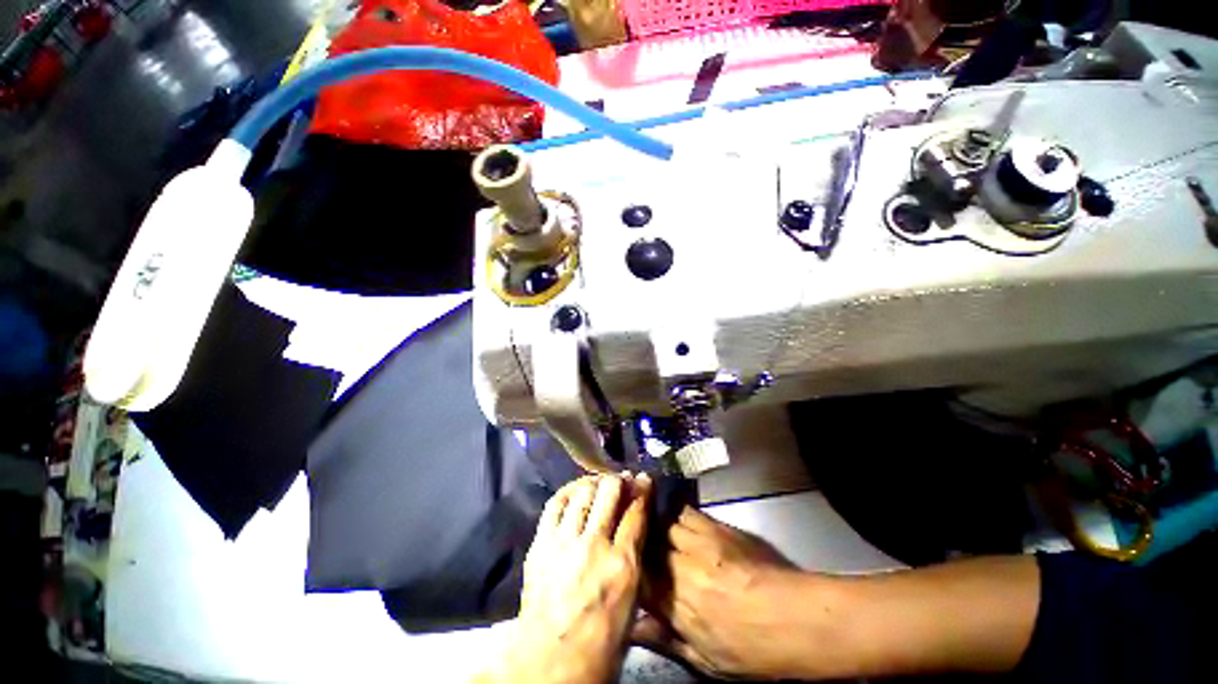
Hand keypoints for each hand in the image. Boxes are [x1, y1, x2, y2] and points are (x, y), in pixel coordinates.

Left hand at [489, 473, 651, 683]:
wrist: (549, 665)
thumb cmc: (600, 642)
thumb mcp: (631, 603)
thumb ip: (633, 558)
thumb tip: (635, 526)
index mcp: (623, 565)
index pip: (637, 512)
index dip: (643, 490)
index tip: (644, 479)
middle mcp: (594, 546)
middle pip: (610, 492)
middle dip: (618, 480)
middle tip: (621, 480)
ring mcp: (564, 542)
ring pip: (583, 492)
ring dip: (595, 482)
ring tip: (599, 483)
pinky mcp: (541, 545)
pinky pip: (555, 504)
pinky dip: (568, 492)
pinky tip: (574, 491)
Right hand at [632, 506, 826, 680]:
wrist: (795, 616)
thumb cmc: (752, 648)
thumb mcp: (706, 661)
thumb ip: (666, 640)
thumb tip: (634, 627)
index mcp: (675, 603)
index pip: (638, 575)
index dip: (631, 568)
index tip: (630, 566)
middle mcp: (681, 567)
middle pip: (649, 543)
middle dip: (643, 544)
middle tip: (642, 546)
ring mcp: (699, 542)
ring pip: (665, 523)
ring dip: (660, 527)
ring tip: (659, 530)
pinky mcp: (717, 526)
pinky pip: (688, 512)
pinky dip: (679, 515)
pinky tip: (680, 521)